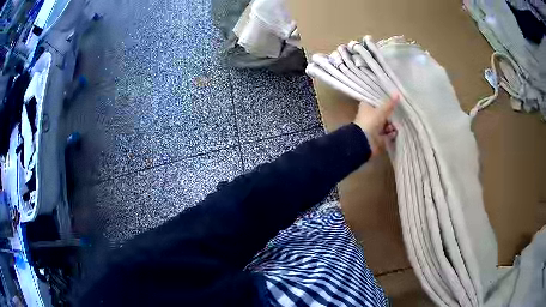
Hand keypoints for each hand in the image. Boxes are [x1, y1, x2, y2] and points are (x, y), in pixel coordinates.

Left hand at [353, 94, 398, 156]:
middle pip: (383, 113)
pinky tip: (394, 132)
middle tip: (398, 113)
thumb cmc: (370, 121)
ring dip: (392, 124)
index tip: (394, 100)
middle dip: (391, 114)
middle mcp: (369, 115)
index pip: (376, 101)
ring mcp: (374, 127)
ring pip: (386, 123)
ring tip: (394, 125)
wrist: (364, 141)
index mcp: (366, 106)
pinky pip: (387, 133)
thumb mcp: (381, 111)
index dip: (384, 100)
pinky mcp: (378, 136)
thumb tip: (397, 93)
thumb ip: (390, 104)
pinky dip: (391, 133)